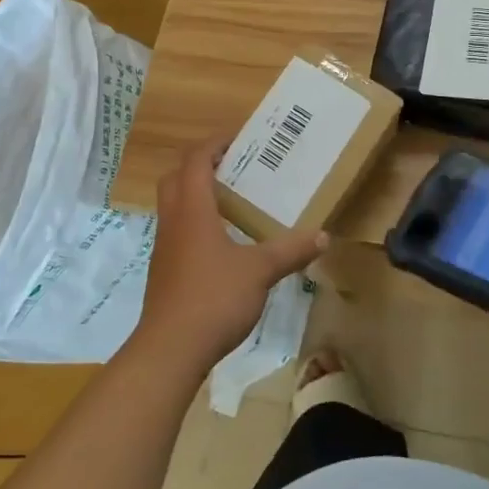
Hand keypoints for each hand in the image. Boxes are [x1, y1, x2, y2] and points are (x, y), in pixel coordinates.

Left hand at [131, 144, 326, 372]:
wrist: (170, 349)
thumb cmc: (214, 298)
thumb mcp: (260, 271)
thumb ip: (291, 251)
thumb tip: (324, 236)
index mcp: (193, 209)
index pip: (195, 160)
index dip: (214, 144)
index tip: (239, 139)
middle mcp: (173, 221)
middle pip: (177, 177)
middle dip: (202, 165)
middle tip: (234, 167)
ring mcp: (165, 247)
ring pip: (175, 206)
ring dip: (197, 195)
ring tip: (233, 202)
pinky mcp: (165, 271)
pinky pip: (178, 232)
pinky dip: (196, 224)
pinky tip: (224, 244)